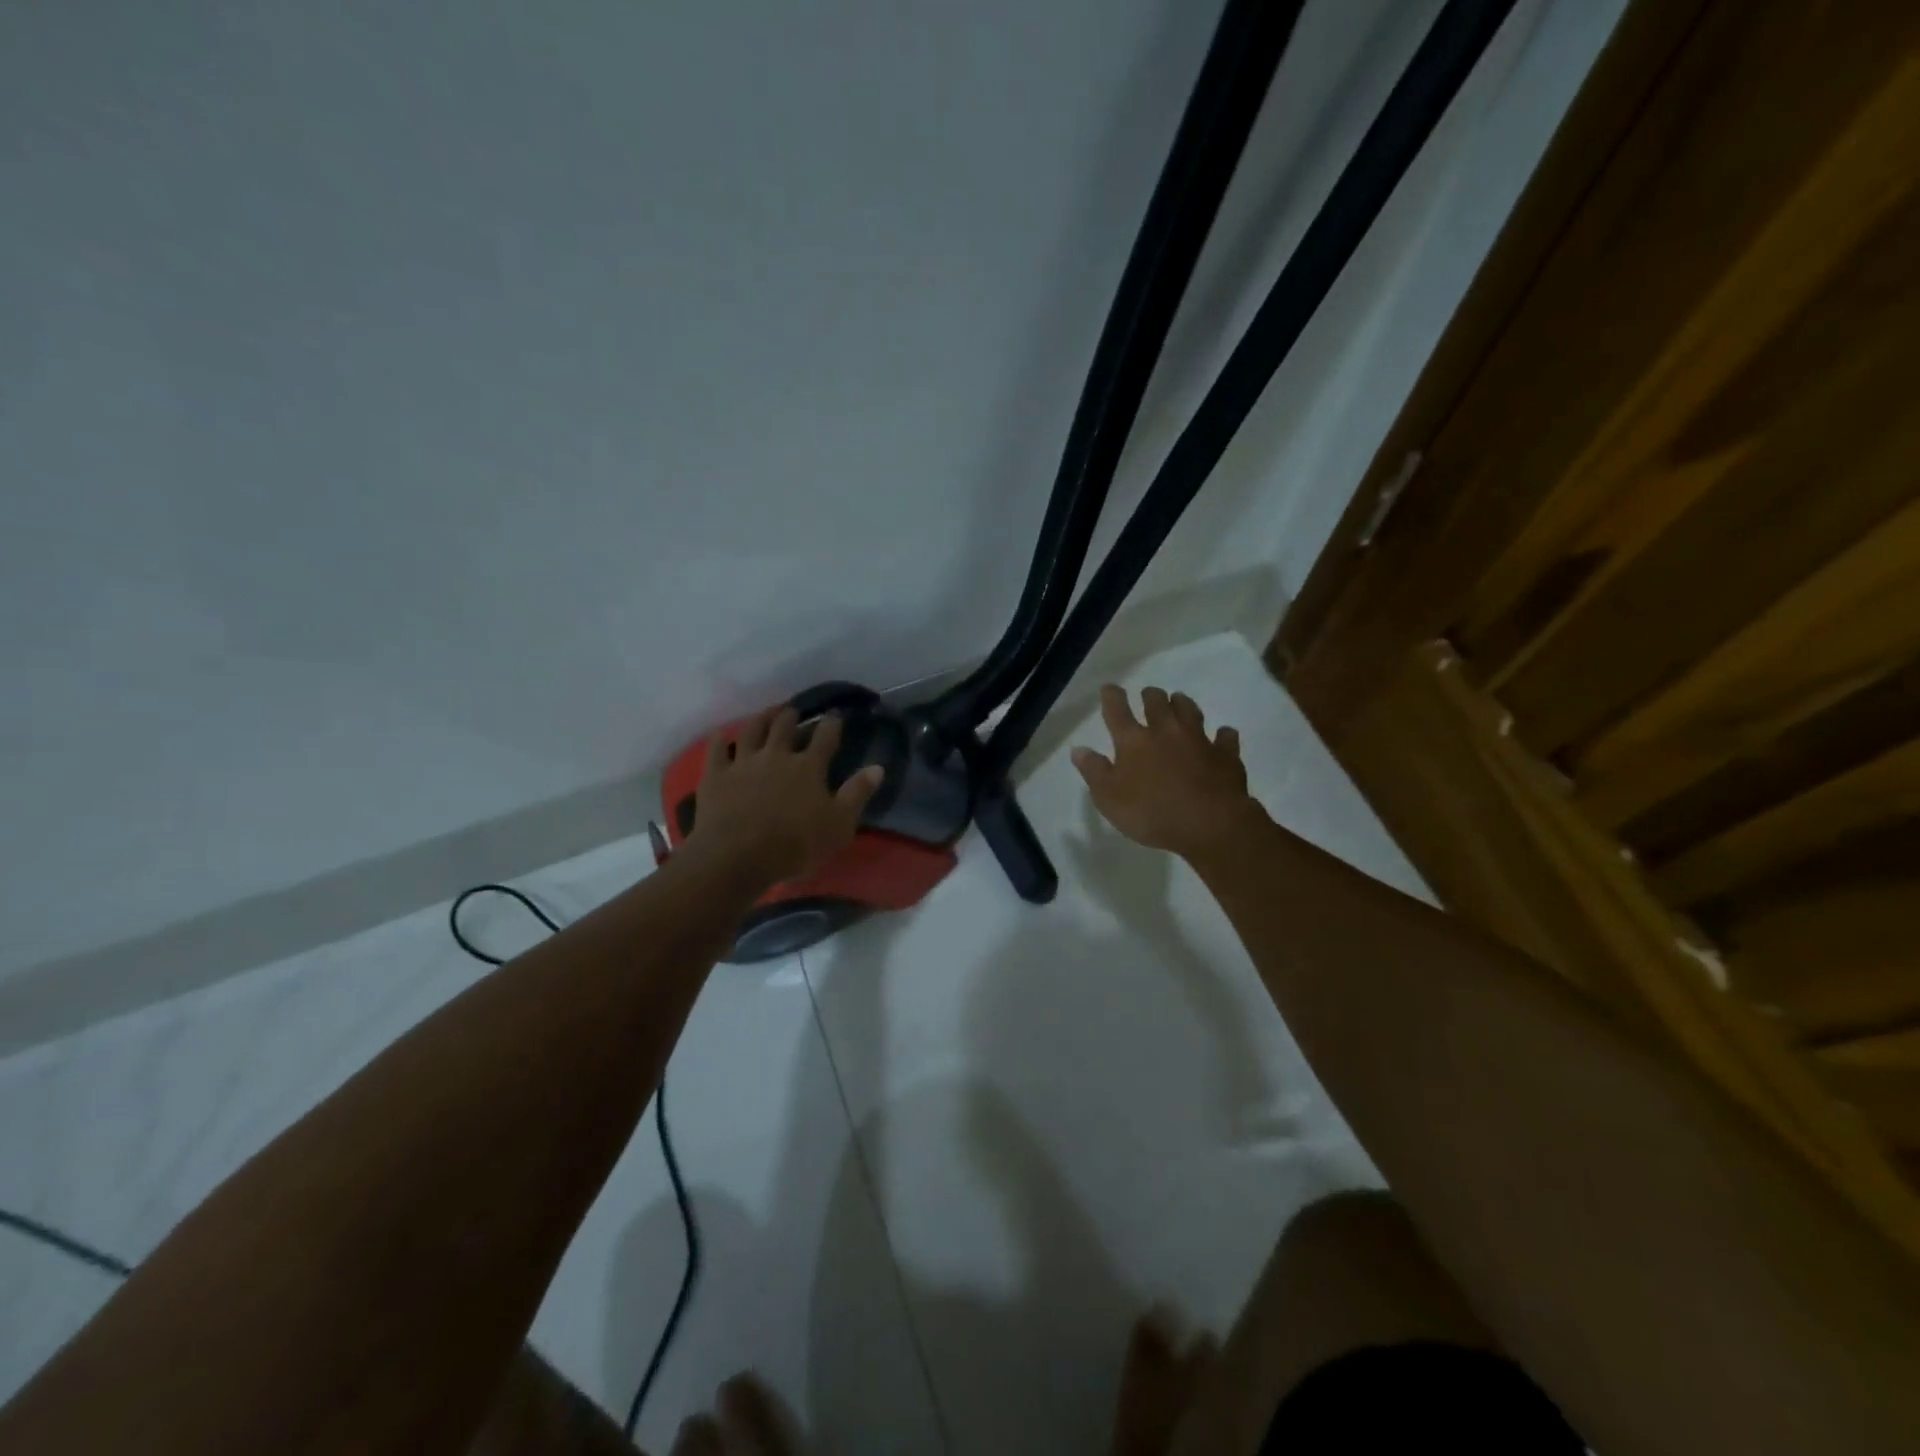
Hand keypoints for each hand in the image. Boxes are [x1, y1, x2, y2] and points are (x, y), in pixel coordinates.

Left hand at [687, 707, 883, 883]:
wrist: (738, 856)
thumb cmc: (796, 844)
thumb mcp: (839, 824)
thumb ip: (857, 794)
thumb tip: (877, 767)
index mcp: (808, 766)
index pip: (825, 737)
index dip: (832, 724)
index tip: (835, 715)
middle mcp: (776, 755)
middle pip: (784, 727)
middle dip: (792, 716)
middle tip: (794, 712)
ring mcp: (743, 762)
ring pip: (752, 731)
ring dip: (760, 719)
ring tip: (766, 713)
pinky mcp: (716, 775)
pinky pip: (717, 750)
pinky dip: (721, 741)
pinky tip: (722, 736)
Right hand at [1071, 684, 1263, 861]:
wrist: (1210, 824)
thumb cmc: (1152, 813)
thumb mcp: (1109, 799)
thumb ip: (1094, 771)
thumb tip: (1078, 749)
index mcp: (1133, 741)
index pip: (1117, 710)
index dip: (1112, 697)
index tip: (1110, 689)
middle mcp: (1165, 731)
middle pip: (1157, 702)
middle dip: (1150, 695)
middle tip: (1148, 695)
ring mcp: (1198, 739)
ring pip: (1189, 710)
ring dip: (1182, 703)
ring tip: (1178, 701)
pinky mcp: (1225, 753)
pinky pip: (1225, 736)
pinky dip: (1221, 734)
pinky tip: (1221, 735)